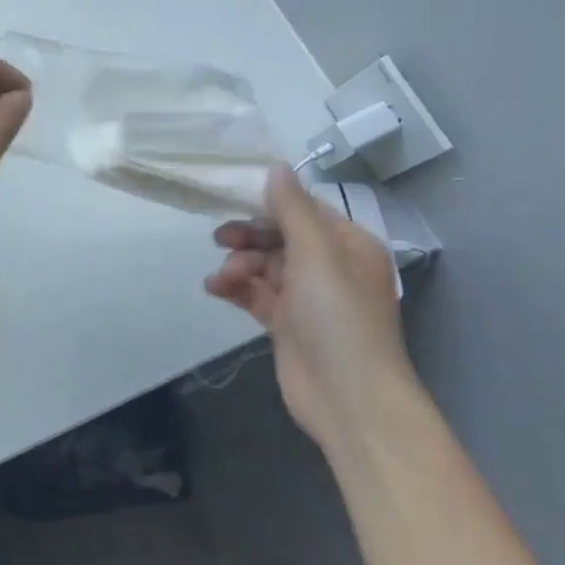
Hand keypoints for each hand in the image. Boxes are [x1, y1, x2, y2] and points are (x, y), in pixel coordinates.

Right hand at [205, 165, 416, 456]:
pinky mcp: (287, 324)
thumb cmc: (338, 318)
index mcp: (347, 245)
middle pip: (279, 236)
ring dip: (239, 265)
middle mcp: (330, 267)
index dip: (267, 202)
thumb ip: (292, 209)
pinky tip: (215, 289)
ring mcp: (308, 297)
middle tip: (220, 239)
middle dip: (248, 236)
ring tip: (223, 279)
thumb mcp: (316, 254)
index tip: (230, 197)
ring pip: (264, 265)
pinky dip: (236, 289)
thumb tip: (276, 166)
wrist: (349, 399)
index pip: (303, 210)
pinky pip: (256, 294)